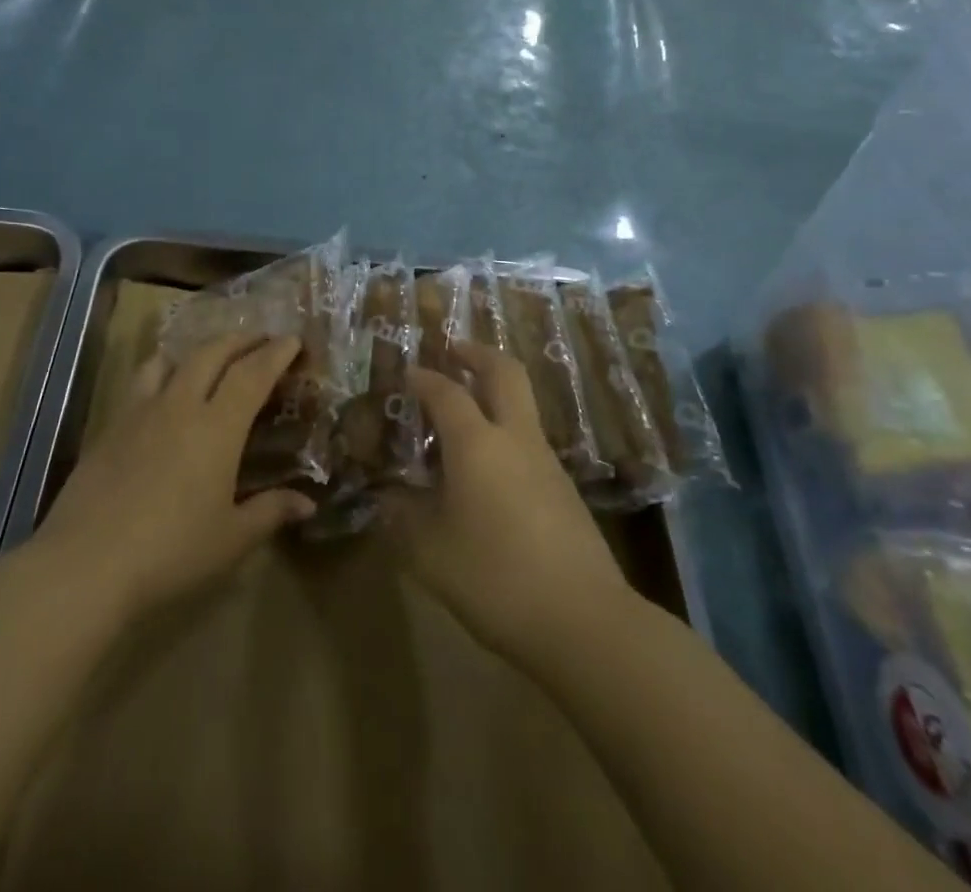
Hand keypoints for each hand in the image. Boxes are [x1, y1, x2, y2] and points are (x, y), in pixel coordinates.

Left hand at [36, 333, 315, 620]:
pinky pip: (141, 382)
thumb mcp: (231, 539)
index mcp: (217, 427)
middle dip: (240, 340)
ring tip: (208, 357)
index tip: (292, 340)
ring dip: (197, 350)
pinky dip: (162, 372)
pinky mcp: (110, 427)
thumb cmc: (170, 552)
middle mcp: (179, 406)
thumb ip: (270, 512)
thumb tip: (308, 503)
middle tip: (259, 339)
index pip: (252, 374)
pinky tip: (162, 395)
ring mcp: (140, 412)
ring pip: (170, 360)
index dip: (275, 353)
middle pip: (212, 354)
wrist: (86, 563)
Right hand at [383, 342, 627, 661]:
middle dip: (476, 353)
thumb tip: (386, 499)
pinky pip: (528, 439)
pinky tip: (485, 466)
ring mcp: (546, 461)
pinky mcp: (563, 489)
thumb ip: (402, 518)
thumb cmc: (495, 577)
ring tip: (461, 411)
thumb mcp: (429, 552)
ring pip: (521, 404)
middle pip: (504, 372)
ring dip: (492, 391)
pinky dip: (504, 429)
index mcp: (477, 443)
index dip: (423, 377)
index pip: (445, 392)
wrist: (584, 621)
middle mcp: (515, 438)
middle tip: (451, 350)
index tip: (406, 372)